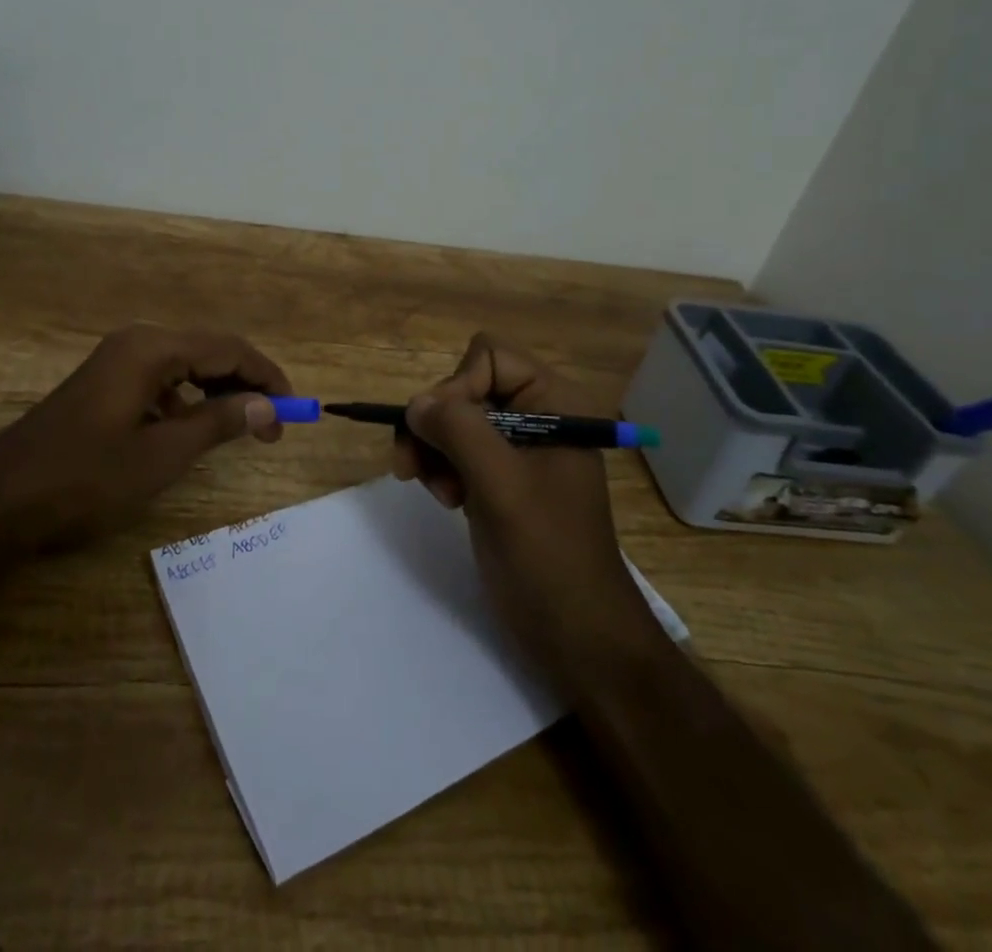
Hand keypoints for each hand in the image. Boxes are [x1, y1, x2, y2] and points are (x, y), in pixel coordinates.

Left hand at [0, 324, 290, 549]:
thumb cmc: (85, 477)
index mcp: (152, 349)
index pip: (229, 349)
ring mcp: (117, 361)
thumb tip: (266, 405)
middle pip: (209, 352)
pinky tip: (192, 431)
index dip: (267, 377)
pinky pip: (161, 381)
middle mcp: (137, 343)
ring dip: (218, 393)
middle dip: (246, 384)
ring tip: (242, 429)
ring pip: (186, 367)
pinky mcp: (105, 384)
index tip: (294, 411)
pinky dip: (187, 401)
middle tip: (273, 426)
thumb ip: (218, 423)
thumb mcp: (162, 455)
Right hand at [393, 334, 659, 683]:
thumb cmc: (548, 554)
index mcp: (554, 403)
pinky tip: (445, 499)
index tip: (439, 433)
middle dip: (437, 425)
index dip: (457, 386)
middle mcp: (536, 416)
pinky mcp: (500, 478)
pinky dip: (440, 468)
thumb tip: (415, 403)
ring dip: (433, 450)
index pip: (488, 357)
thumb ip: (458, 431)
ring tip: (436, 491)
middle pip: (465, 387)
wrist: (576, 634)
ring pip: (453, 419)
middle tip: (417, 468)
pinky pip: (456, 450)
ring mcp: (517, 449)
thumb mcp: (502, 485)